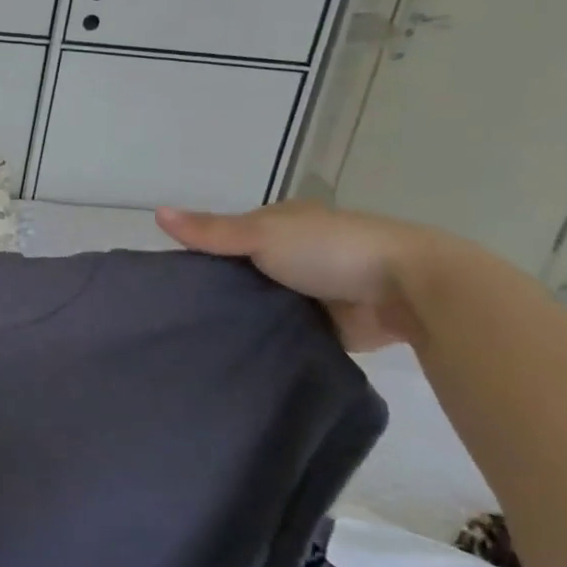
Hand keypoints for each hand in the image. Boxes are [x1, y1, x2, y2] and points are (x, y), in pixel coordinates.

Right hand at [155, 200, 436, 351]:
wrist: (410, 291)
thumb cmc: (330, 249)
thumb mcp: (261, 234)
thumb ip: (211, 231)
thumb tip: (156, 213)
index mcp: (284, 223)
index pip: (231, 235)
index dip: (204, 252)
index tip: (174, 277)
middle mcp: (298, 253)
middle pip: (246, 271)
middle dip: (223, 288)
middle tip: (181, 314)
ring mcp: (316, 290)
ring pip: (267, 303)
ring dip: (247, 316)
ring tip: (202, 338)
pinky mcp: (332, 326)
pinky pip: (290, 332)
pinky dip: (272, 339)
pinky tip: (240, 353)